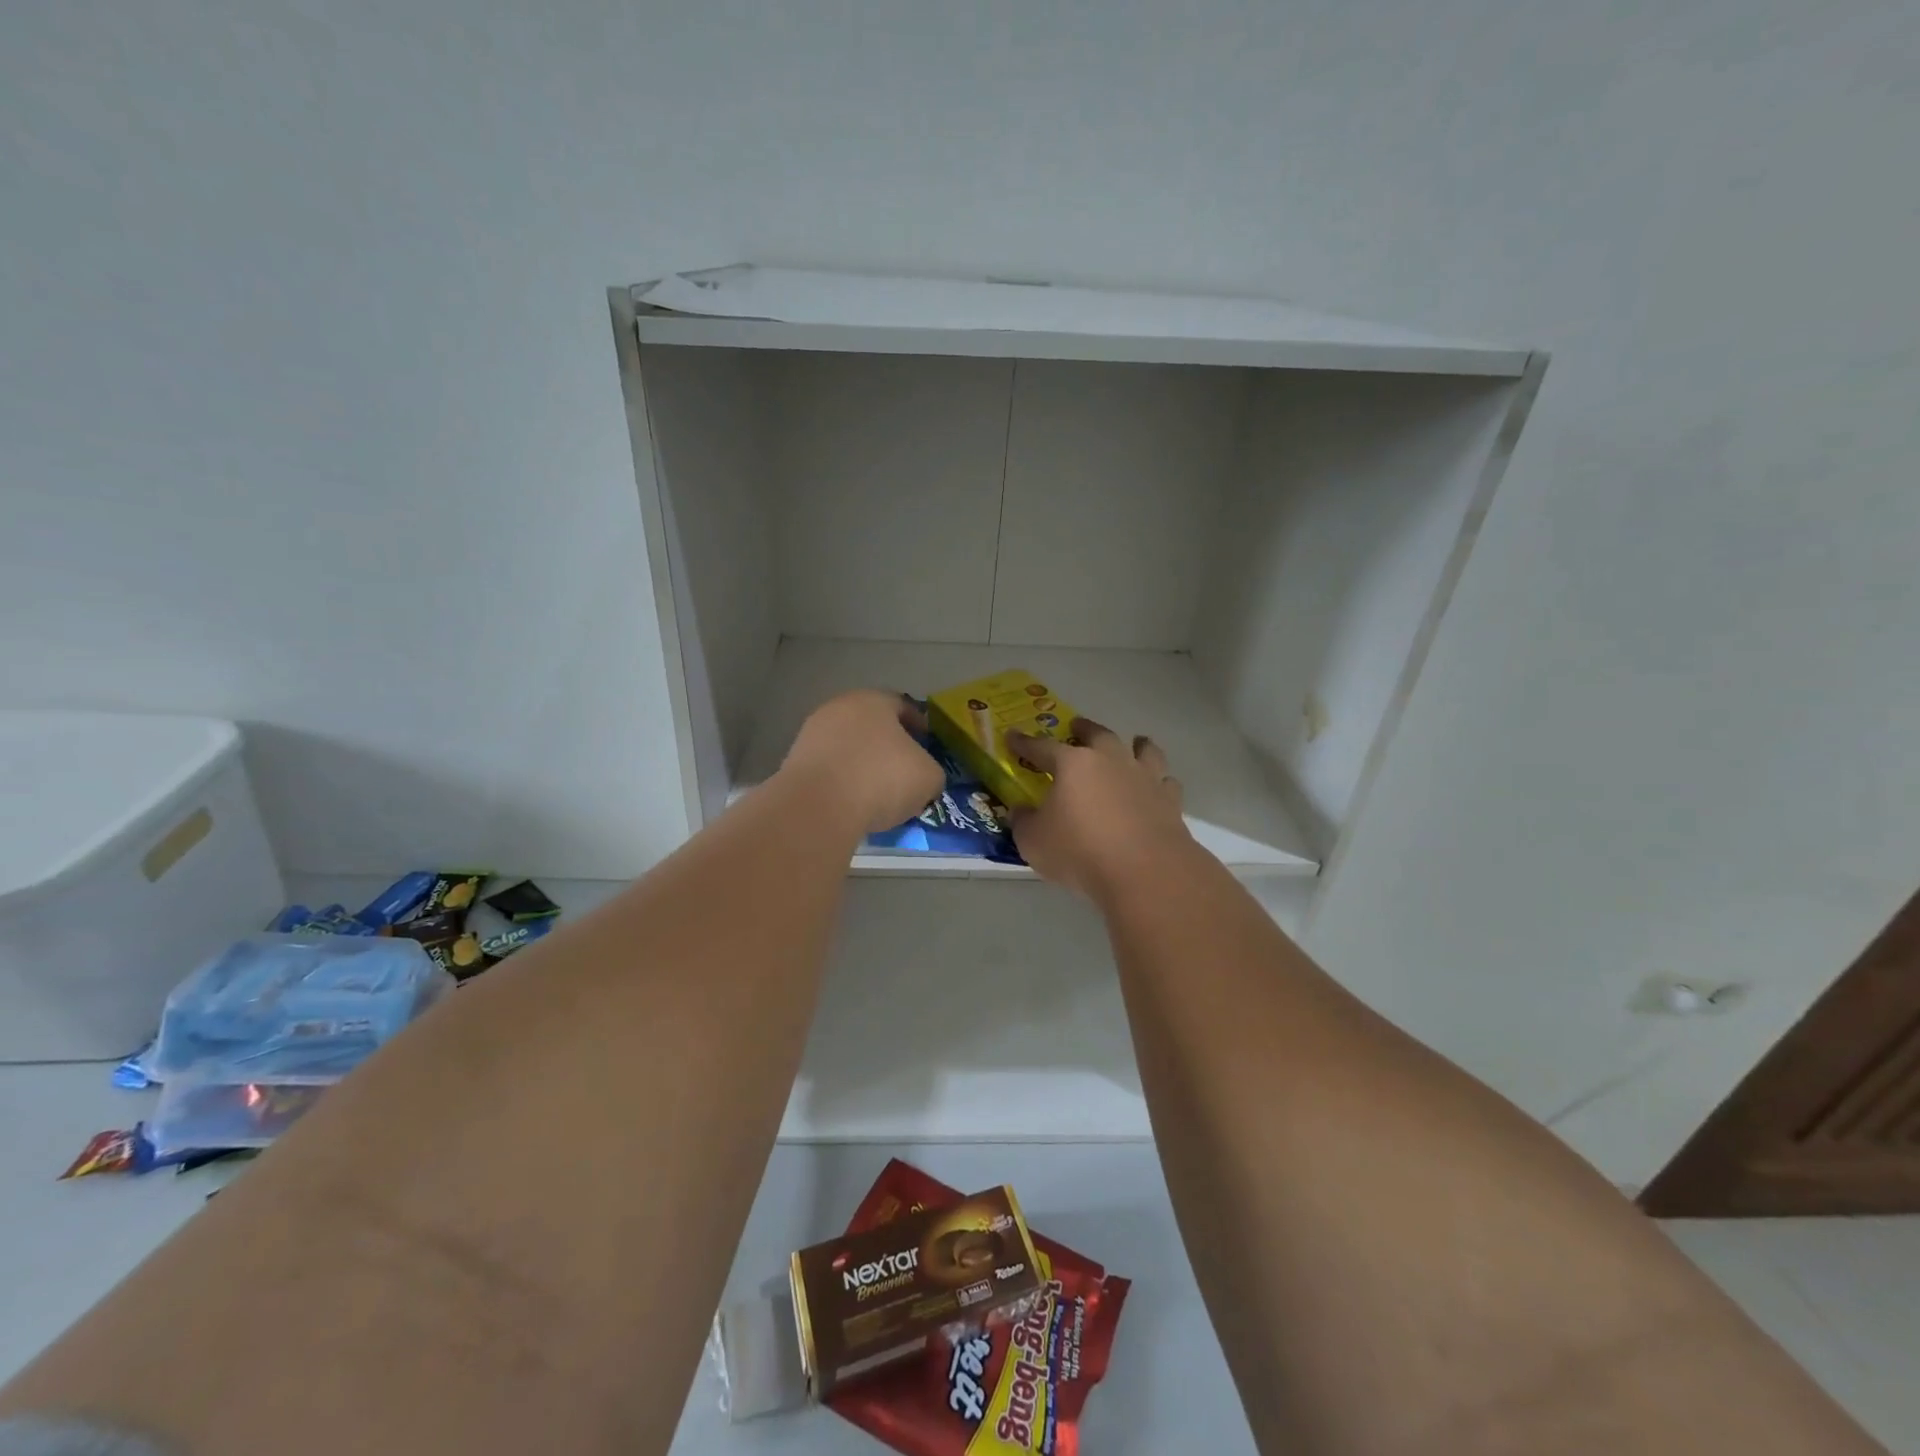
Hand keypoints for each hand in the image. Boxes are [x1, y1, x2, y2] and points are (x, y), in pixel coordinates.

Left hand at [780, 690, 943, 835]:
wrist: (819, 807)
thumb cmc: (882, 779)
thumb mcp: (928, 777)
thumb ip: (930, 770)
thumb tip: (922, 776)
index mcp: (874, 700)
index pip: (903, 706)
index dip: (919, 726)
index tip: (928, 747)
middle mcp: (839, 708)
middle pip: (871, 725)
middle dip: (889, 746)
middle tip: (904, 772)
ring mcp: (812, 734)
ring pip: (848, 747)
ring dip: (863, 765)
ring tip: (878, 794)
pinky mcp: (794, 763)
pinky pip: (829, 770)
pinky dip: (842, 782)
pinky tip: (853, 803)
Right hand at [1007, 718, 1192, 897]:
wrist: (1144, 871)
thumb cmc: (1080, 852)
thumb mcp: (1034, 842)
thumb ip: (1024, 822)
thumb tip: (1020, 810)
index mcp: (1073, 765)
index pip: (1042, 747)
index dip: (1024, 743)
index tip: (1013, 736)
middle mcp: (1110, 761)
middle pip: (1097, 735)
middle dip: (1084, 729)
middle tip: (1077, 726)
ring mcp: (1144, 778)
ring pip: (1143, 750)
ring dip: (1136, 744)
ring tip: (1135, 743)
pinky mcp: (1170, 801)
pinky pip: (1166, 781)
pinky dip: (1160, 779)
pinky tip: (1158, 785)